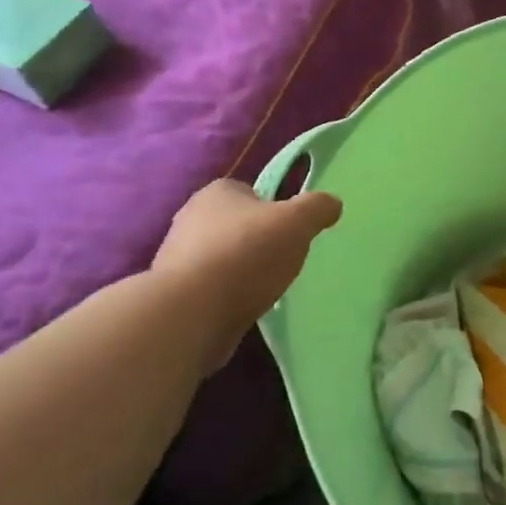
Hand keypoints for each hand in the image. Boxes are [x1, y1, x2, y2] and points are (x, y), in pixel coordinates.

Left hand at [150, 180, 341, 373]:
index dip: (274, 208)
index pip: (251, 191)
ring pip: (222, 256)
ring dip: (241, 269)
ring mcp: (177, 256)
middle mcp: (191, 217)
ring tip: (264, 288)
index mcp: (217, 192)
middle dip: (257, 240)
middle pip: (237, 224)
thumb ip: (317, 208)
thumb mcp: (297, 222)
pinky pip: (210, 286)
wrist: (191, 313)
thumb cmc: (247, 255)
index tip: (289, 230)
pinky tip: (241, 306)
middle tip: (282, 259)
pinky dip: (227, 294)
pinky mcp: (174, 292)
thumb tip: (332, 204)